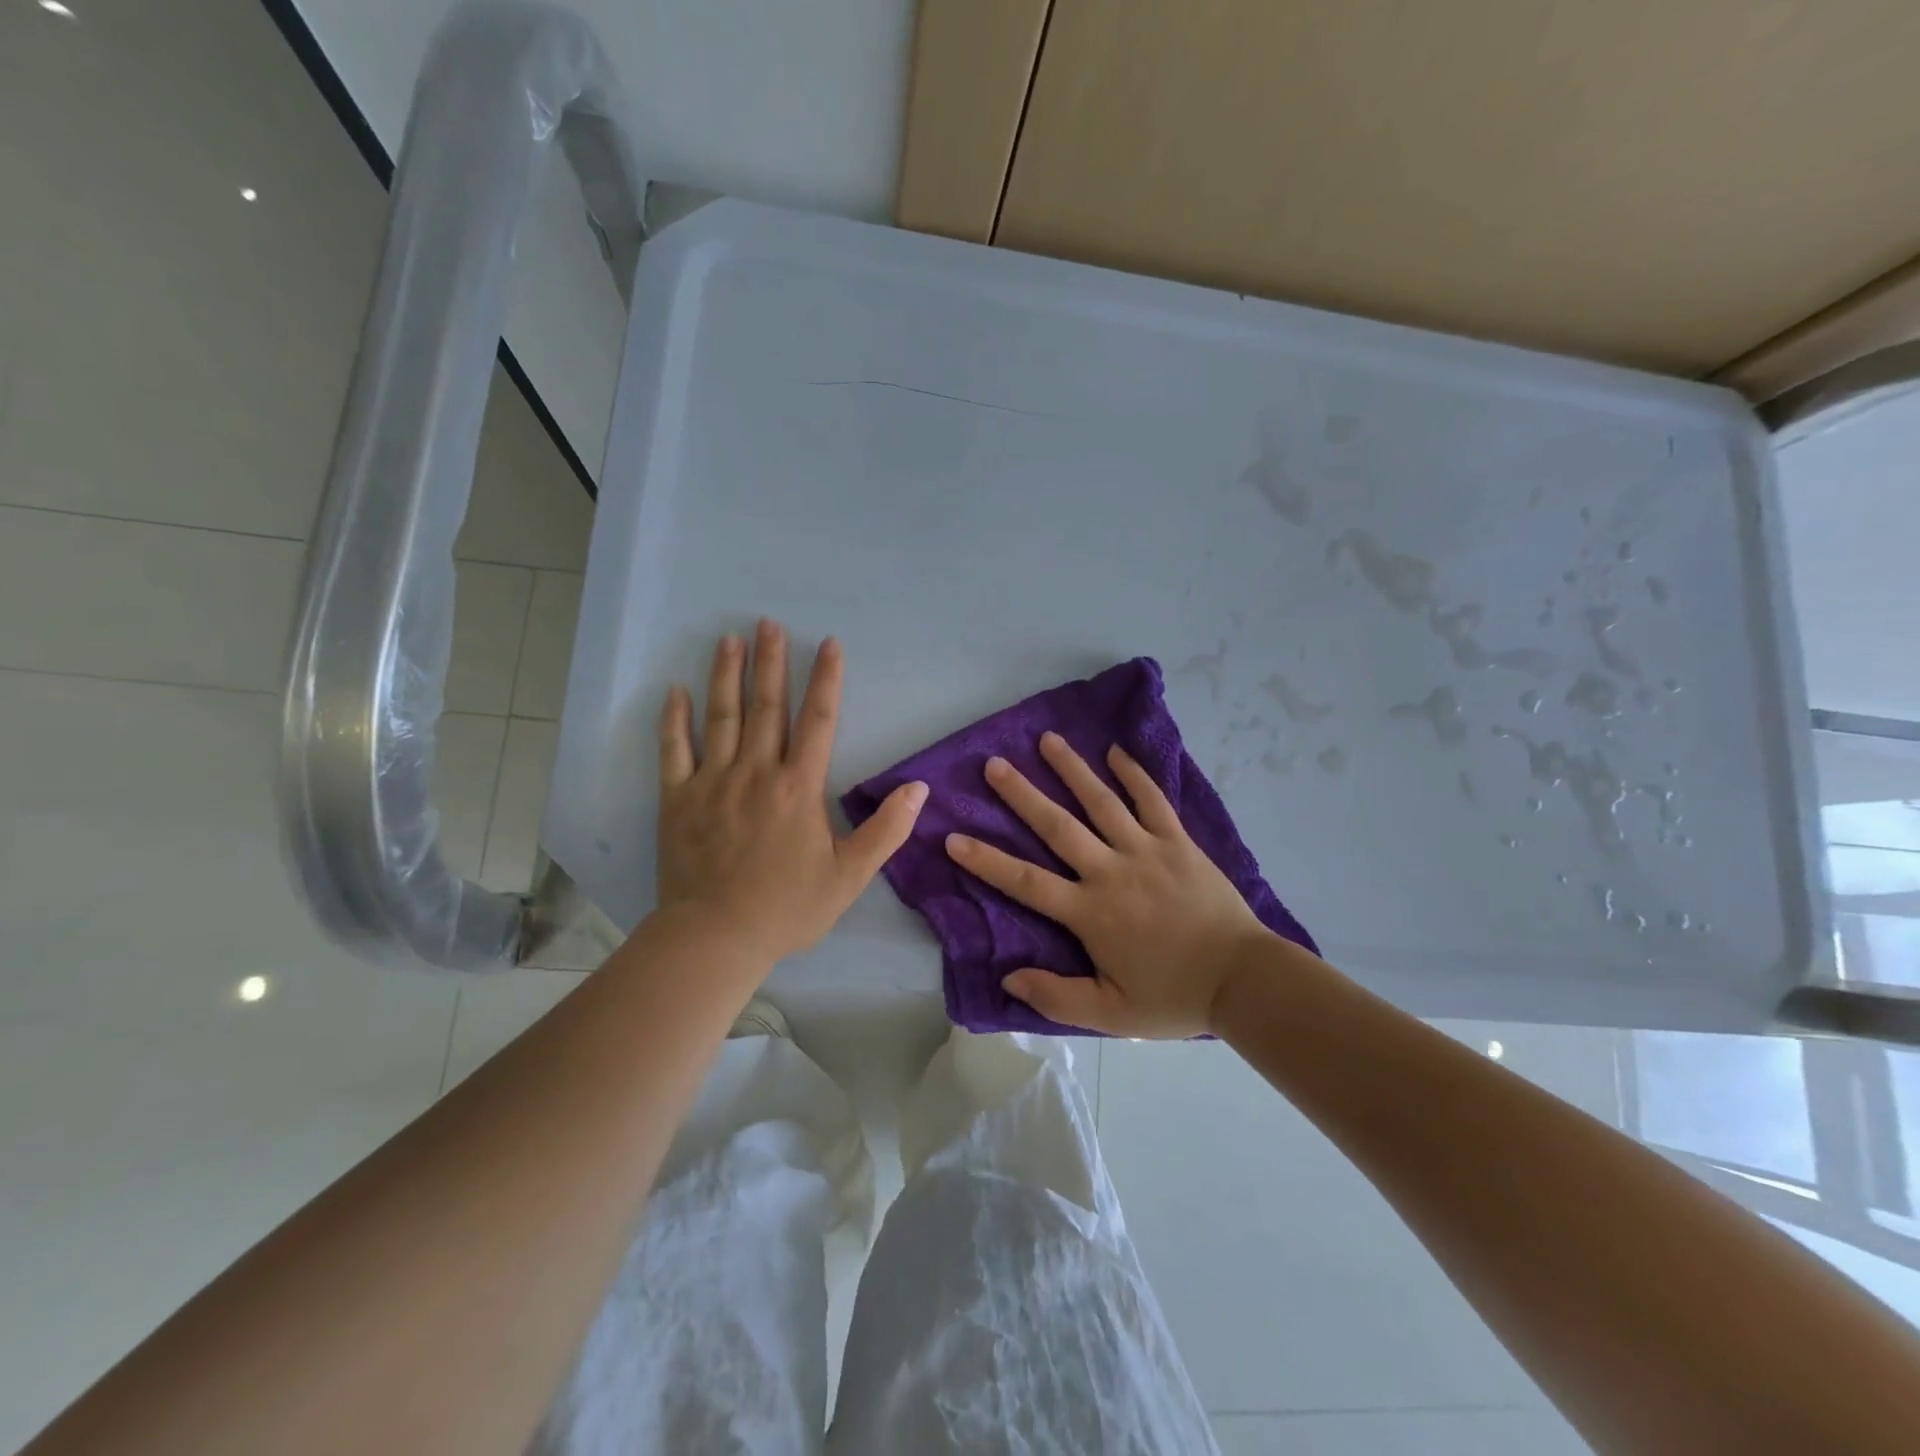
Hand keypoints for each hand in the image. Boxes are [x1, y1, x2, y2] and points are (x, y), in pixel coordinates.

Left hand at [655, 620, 926, 967]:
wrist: (716, 937)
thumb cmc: (787, 908)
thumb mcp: (850, 877)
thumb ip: (886, 831)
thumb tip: (918, 789)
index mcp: (798, 787)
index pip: (818, 720)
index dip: (825, 679)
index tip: (828, 643)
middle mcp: (756, 772)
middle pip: (766, 706)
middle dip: (771, 661)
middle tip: (768, 623)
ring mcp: (713, 782)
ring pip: (721, 717)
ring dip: (726, 675)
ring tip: (729, 639)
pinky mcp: (678, 798)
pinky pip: (674, 750)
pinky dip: (674, 719)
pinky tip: (675, 690)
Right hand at [943, 732, 1285, 1037]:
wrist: (1244, 980)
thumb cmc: (1174, 996)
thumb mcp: (1112, 1014)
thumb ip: (1058, 997)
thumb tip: (1009, 979)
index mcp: (1091, 912)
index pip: (1027, 883)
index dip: (988, 860)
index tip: (954, 837)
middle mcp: (1112, 871)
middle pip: (1058, 826)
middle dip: (1022, 795)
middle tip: (994, 765)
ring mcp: (1147, 850)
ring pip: (1102, 802)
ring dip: (1073, 769)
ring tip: (1048, 740)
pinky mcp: (1178, 841)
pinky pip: (1153, 800)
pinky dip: (1135, 774)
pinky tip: (1117, 751)